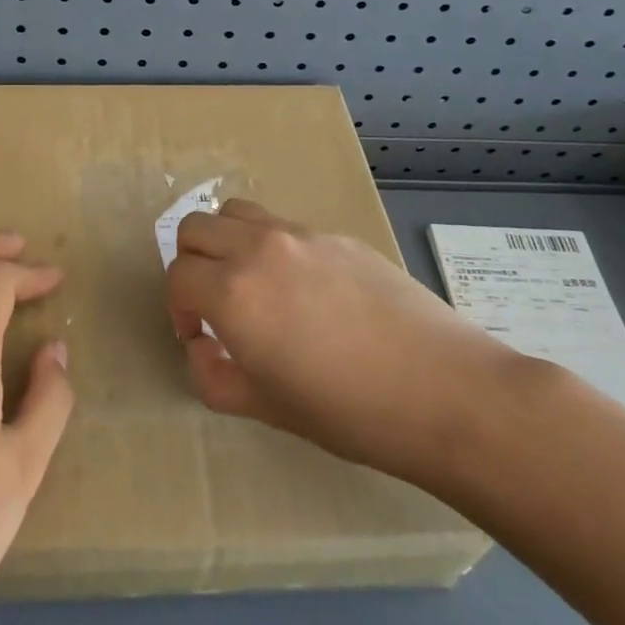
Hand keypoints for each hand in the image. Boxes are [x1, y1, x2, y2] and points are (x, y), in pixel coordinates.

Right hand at [168, 199, 512, 485]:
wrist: (445, 392)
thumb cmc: (350, 412)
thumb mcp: (268, 408)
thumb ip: (215, 377)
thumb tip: (204, 349)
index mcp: (233, 292)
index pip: (178, 276)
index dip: (178, 309)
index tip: (199, 337)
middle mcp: (258, 248)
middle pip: (195, 227)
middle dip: (192, 263)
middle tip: (214, 302)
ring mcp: (301, 234)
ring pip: (236, 212)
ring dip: (227, 240)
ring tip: (251, 282)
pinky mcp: (338, 235)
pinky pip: (284, 226)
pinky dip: (271, 246)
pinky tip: (308, 291)